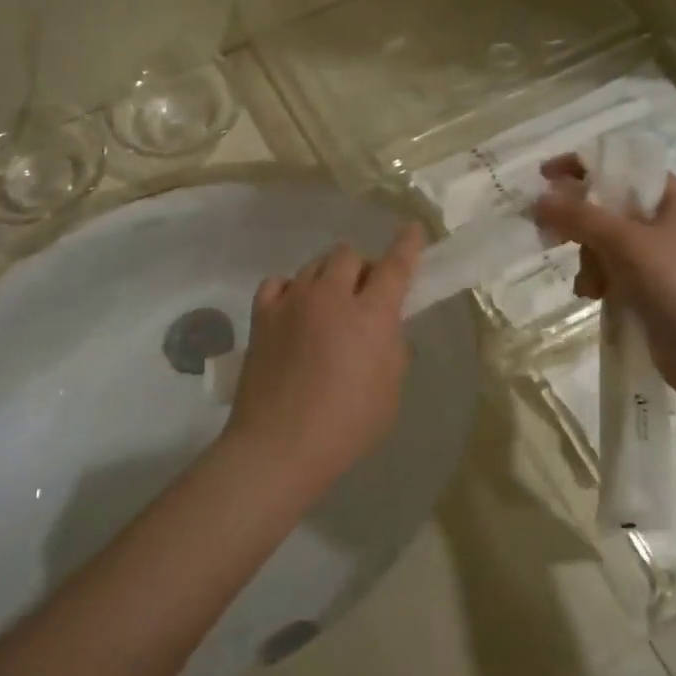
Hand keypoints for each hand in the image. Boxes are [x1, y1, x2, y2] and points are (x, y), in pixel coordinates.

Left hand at [224, 225, 425, 483]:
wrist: (279, 445)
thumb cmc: (346, 425)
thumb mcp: (390, 390)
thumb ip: (392, 348)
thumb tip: (384, 326)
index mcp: (371, 315)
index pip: (394, 266)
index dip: (407, 245)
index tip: (412, 229)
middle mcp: (331, 297)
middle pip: (348, 255)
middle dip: (360, 268)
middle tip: (363, 294)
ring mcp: (292, 302)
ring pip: (314, 265)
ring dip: (328, 276)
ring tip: (328, 303)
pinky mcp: (262, 315)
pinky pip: (279, 282)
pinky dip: (292, 289)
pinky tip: (295, 308)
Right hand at [532, 156, 675, 383]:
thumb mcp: (625, 243)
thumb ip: (579, 216)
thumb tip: (538, 198)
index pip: (623, 166)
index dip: (582, 167)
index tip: (543, 177)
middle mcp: (672, 221)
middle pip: (610, 206)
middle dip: (582, 226)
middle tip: (553, 238)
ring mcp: (665, 257)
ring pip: (607, 242)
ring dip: (589, 260)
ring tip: (589, 286)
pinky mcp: (655, 287)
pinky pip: (615, 269)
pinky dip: (599, 279)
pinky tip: (594, 296)